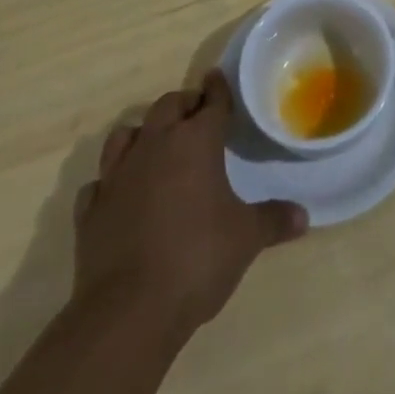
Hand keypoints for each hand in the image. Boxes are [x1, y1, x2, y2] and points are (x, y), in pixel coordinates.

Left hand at [73, 70, 307, 337]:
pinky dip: (110, 183)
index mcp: (196, 141)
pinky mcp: (90, 211)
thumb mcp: (246, 239)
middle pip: (167, 105)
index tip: (218, 79)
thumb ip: (273, 220)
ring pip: (125, 134)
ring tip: (154, 146)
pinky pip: (99, 183)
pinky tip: (120, 195)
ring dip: (142, 134)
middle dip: (183, 105)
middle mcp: (155, 145)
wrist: (127, 313)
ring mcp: (117, 176)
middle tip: (196, 116)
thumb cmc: (197, 259)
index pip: (211, 100)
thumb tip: (304, 217)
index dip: (218, 89)